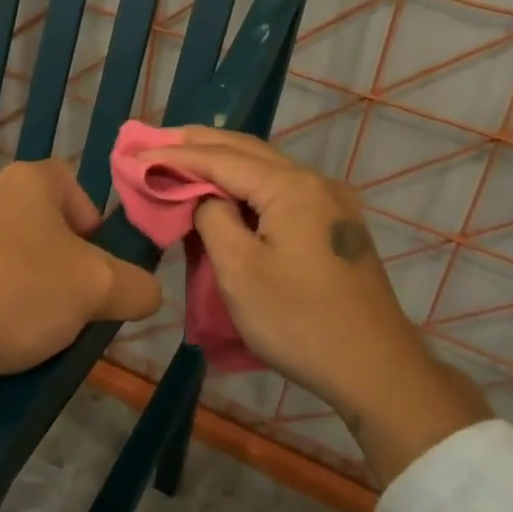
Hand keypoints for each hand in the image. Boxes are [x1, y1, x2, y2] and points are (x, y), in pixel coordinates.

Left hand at [0, 160, 162, 408]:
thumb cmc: (18, 290)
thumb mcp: (98, 289)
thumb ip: (137, 286)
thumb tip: (147, 292)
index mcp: (28, 180)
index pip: (73, 184)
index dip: (93, 222)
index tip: (96, 265)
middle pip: (41, 219)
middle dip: (62, 258)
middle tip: (72, 300)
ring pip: (7, 247)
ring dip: (26, 278)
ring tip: (33, 323)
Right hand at [159, 127, 490, 484]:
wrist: (376, 370)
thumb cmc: (299, 322)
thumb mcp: (240, 271)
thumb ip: (213, 220)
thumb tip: (205, 198)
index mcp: (291, 187)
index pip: (221, 158)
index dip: (176, 154)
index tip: (136, 153)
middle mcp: (314, 182)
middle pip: (247, 150)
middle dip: (198, 144)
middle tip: (155, 142)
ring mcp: (330, 203)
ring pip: (266, 168)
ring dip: (223, 161)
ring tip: (183, 159)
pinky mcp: (334, 226)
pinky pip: (281, 190)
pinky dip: (246, 183)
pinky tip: (227, 191)